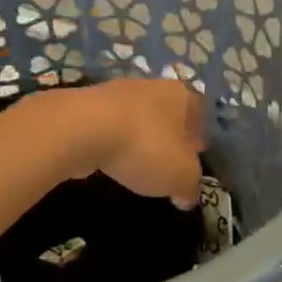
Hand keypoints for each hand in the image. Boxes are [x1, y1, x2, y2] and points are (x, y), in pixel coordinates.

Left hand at [32, 78, 207, 207]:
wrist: (82, 129)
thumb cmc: (145, 147)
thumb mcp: (180, 176)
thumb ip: (189, 186)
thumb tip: (187, 196)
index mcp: (181, 95)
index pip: (199, 111)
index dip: (199, 134)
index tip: (196, 155)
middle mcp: (151, 85)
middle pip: (167, 111)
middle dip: (169, 135)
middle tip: (169, 161)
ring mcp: (115, 92)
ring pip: (136, 117)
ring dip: (139, 138)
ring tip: (138, 163)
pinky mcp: (86, 106)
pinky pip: (109, 125)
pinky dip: (113, 141)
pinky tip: (111, 160)